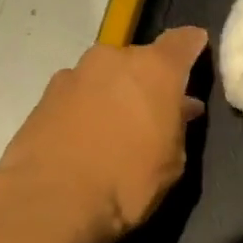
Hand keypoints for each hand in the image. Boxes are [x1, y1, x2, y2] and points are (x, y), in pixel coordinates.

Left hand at [0, 27, 206, 242]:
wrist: (52, 200)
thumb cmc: (127, 181)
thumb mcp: (172, 161)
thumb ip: (177, 126)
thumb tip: (180, 108)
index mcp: (155, 70)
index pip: (182, 41)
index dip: (193, 46)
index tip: (198, 53)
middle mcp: (113, 60)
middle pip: (139, 59)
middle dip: (149, 80)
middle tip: (155, 110)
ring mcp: (74, 74)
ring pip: (105, 76)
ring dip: (115, 93)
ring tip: (118, 127)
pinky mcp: (44, 97)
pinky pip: (79, 95)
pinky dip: (87, 108)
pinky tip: (88, 138)